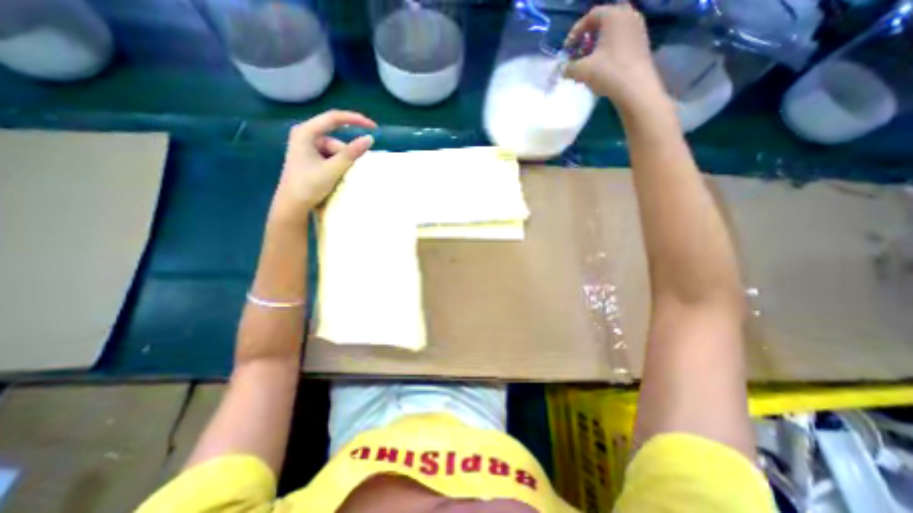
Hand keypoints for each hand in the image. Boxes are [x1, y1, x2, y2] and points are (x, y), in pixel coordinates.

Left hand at [268, 111, 378, 227]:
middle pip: (336, 140)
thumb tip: (370, 139)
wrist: (292, 205)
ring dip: (342, 163)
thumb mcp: (333, 169)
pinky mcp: (310, 157)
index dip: (355, 120)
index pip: (334, 118)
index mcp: (306, 132)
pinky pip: (331, 157)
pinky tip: (333, 177)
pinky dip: (337, 165)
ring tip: (337, 178)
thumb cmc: (308, 185)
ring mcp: (307, 147)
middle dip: (346, 155)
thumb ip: (351, 153)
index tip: (373, 127)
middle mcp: (306, 135)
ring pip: (335, 150)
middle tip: (346, 172)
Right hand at [564, 3, 664, 110]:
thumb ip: (569, 68)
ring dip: (598, 44)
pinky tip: (601, 65)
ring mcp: (637, 28)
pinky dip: (608, 48)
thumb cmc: (608, 72)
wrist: (635, 87)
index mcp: (614, 15)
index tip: (567, 48)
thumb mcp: (582, 71)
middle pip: (603, 21)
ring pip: (612, 31)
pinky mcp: (641, 42)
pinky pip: (620, 39)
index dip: (576, 31)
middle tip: (579, 51)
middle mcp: (628, 15)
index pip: (591, 15)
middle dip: (588, 36)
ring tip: (588, 61)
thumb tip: (563, 70)